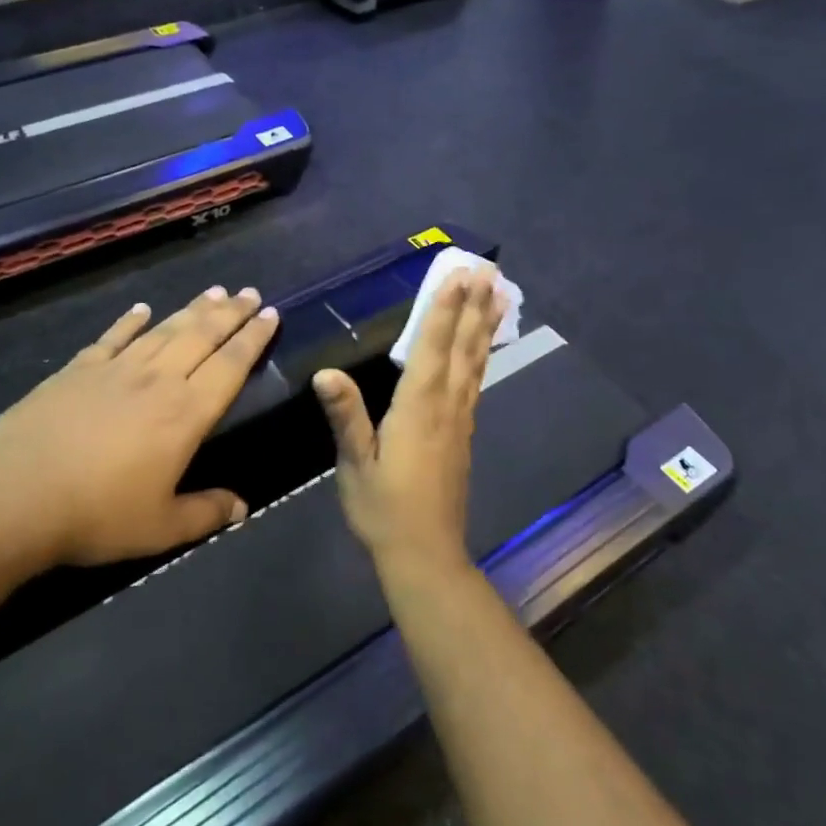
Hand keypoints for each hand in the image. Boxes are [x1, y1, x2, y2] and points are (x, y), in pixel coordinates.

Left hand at [0, 287, 278, 566]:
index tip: (270, 314)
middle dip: (230, 313)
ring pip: (163, 330)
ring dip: (191, 309)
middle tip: (250, 293)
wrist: (15, 499)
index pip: (230, 366)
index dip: (253, 338)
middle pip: (201, 336)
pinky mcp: (77, 370)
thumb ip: (205, 512)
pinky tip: (141, 309)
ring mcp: (115, 370)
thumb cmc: (96, 516)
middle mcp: (157, 381)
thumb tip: (242, 507)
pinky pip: (112, 337)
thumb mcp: (160, 528)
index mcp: (185, 414)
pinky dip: (129, 321)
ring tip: (214, 292)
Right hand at [314, 268, 503, 580]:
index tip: (459, 275)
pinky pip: (475, 380)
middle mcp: (446, 406)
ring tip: (499, 295)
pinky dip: (482, 354)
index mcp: (418, 408)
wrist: (424, 554)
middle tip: (489, 271)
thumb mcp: (355, 464)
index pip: (432, 348)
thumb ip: (346, 416)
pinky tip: (482, 348)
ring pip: (475, 362)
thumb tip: (326, 372)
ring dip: (485, 325)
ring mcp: (460, 419)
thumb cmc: (383, 508)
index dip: (444, 309)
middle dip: (474, 306)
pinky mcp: (463, 433)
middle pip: (463, 347)